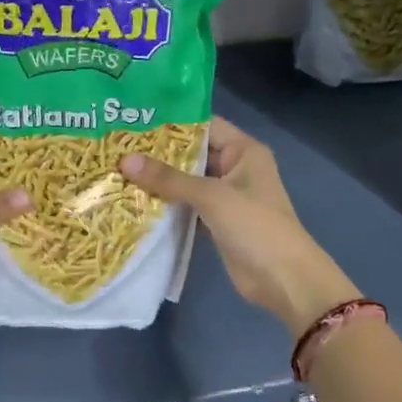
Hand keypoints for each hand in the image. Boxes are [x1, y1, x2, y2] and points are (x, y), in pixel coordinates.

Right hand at [120, 116, 356, 335]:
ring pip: (187, 181)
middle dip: (158, 153)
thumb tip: (124, 160)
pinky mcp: (216, 221)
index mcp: (243, 151)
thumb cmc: (255, 226)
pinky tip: (134, 199)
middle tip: (117, 146)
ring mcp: (226, 196)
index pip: (204, 125)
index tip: (134, 120)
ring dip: (159, 180)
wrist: (284, 280)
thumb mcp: (212, 196)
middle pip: (192, 153)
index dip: (171, 122)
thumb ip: (169, 178)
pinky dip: (166, 204)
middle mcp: (235, 168)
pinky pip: (187, 205)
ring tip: (117, 169)